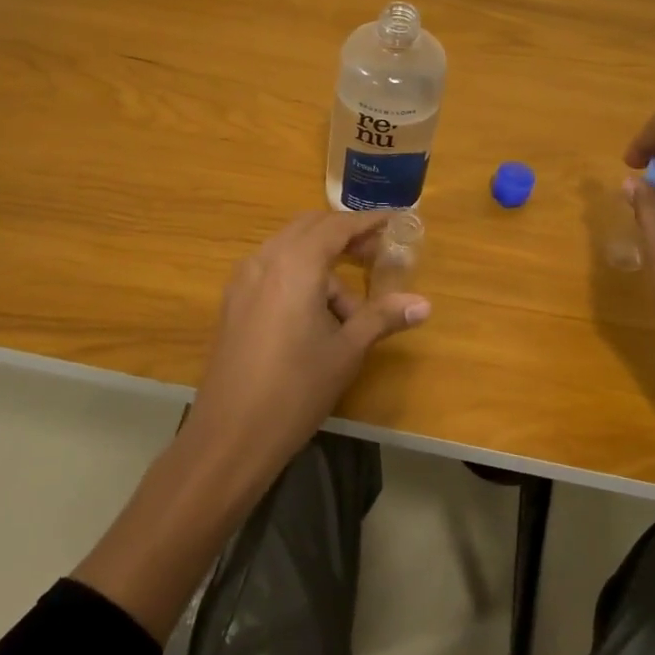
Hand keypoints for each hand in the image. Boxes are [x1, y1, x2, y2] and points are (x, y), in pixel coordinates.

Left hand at [194, 211, 430, 481]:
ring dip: (322, 262)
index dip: (368, 222)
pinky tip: (315, 314)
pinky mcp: (233, 302)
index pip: (337, 226)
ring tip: (349, 308)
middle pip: (310, 228)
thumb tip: (424, 304)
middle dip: (345, 236)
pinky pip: (272, 270)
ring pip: (289, 250)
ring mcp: (243, 280)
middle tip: (376, 254)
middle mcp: (265, 260)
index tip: (395, 220)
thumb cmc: (296, 389)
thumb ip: (382, 317)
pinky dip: (299, 276)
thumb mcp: (347, 351)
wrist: (230, 435)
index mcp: (295, 264)